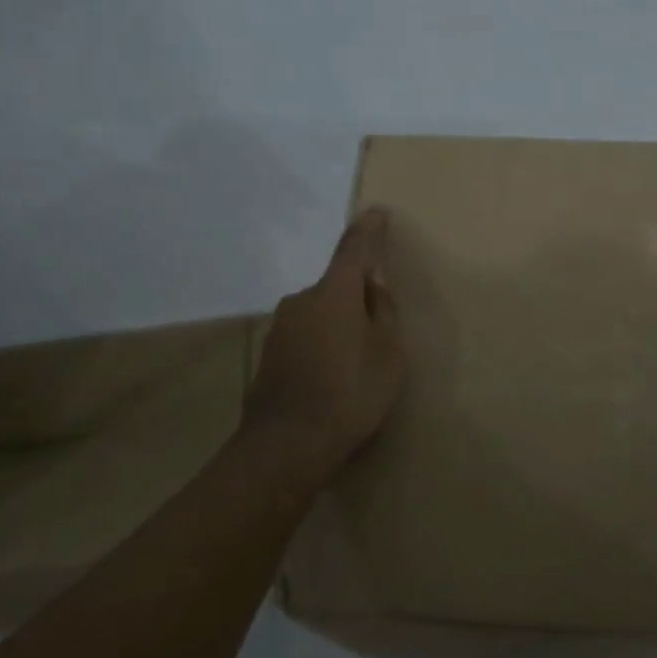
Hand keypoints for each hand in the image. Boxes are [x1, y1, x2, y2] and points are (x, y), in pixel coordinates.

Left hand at [243, 207, 402, 487]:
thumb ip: (382, 312)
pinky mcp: (269, 355)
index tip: (377, 212)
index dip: (368, 230)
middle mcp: (302, 300)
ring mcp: (280, 328)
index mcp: (335, 292)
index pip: (354, 249)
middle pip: (336, 287)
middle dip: (356, 297)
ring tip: (355, 364)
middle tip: (378, 330)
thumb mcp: (387, 353)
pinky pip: (304, 338)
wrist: (287, 445)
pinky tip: (330, 379)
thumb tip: (373, 284)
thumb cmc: (350, 393)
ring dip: (337, 325)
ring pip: (319, 314)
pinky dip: (320, 347)